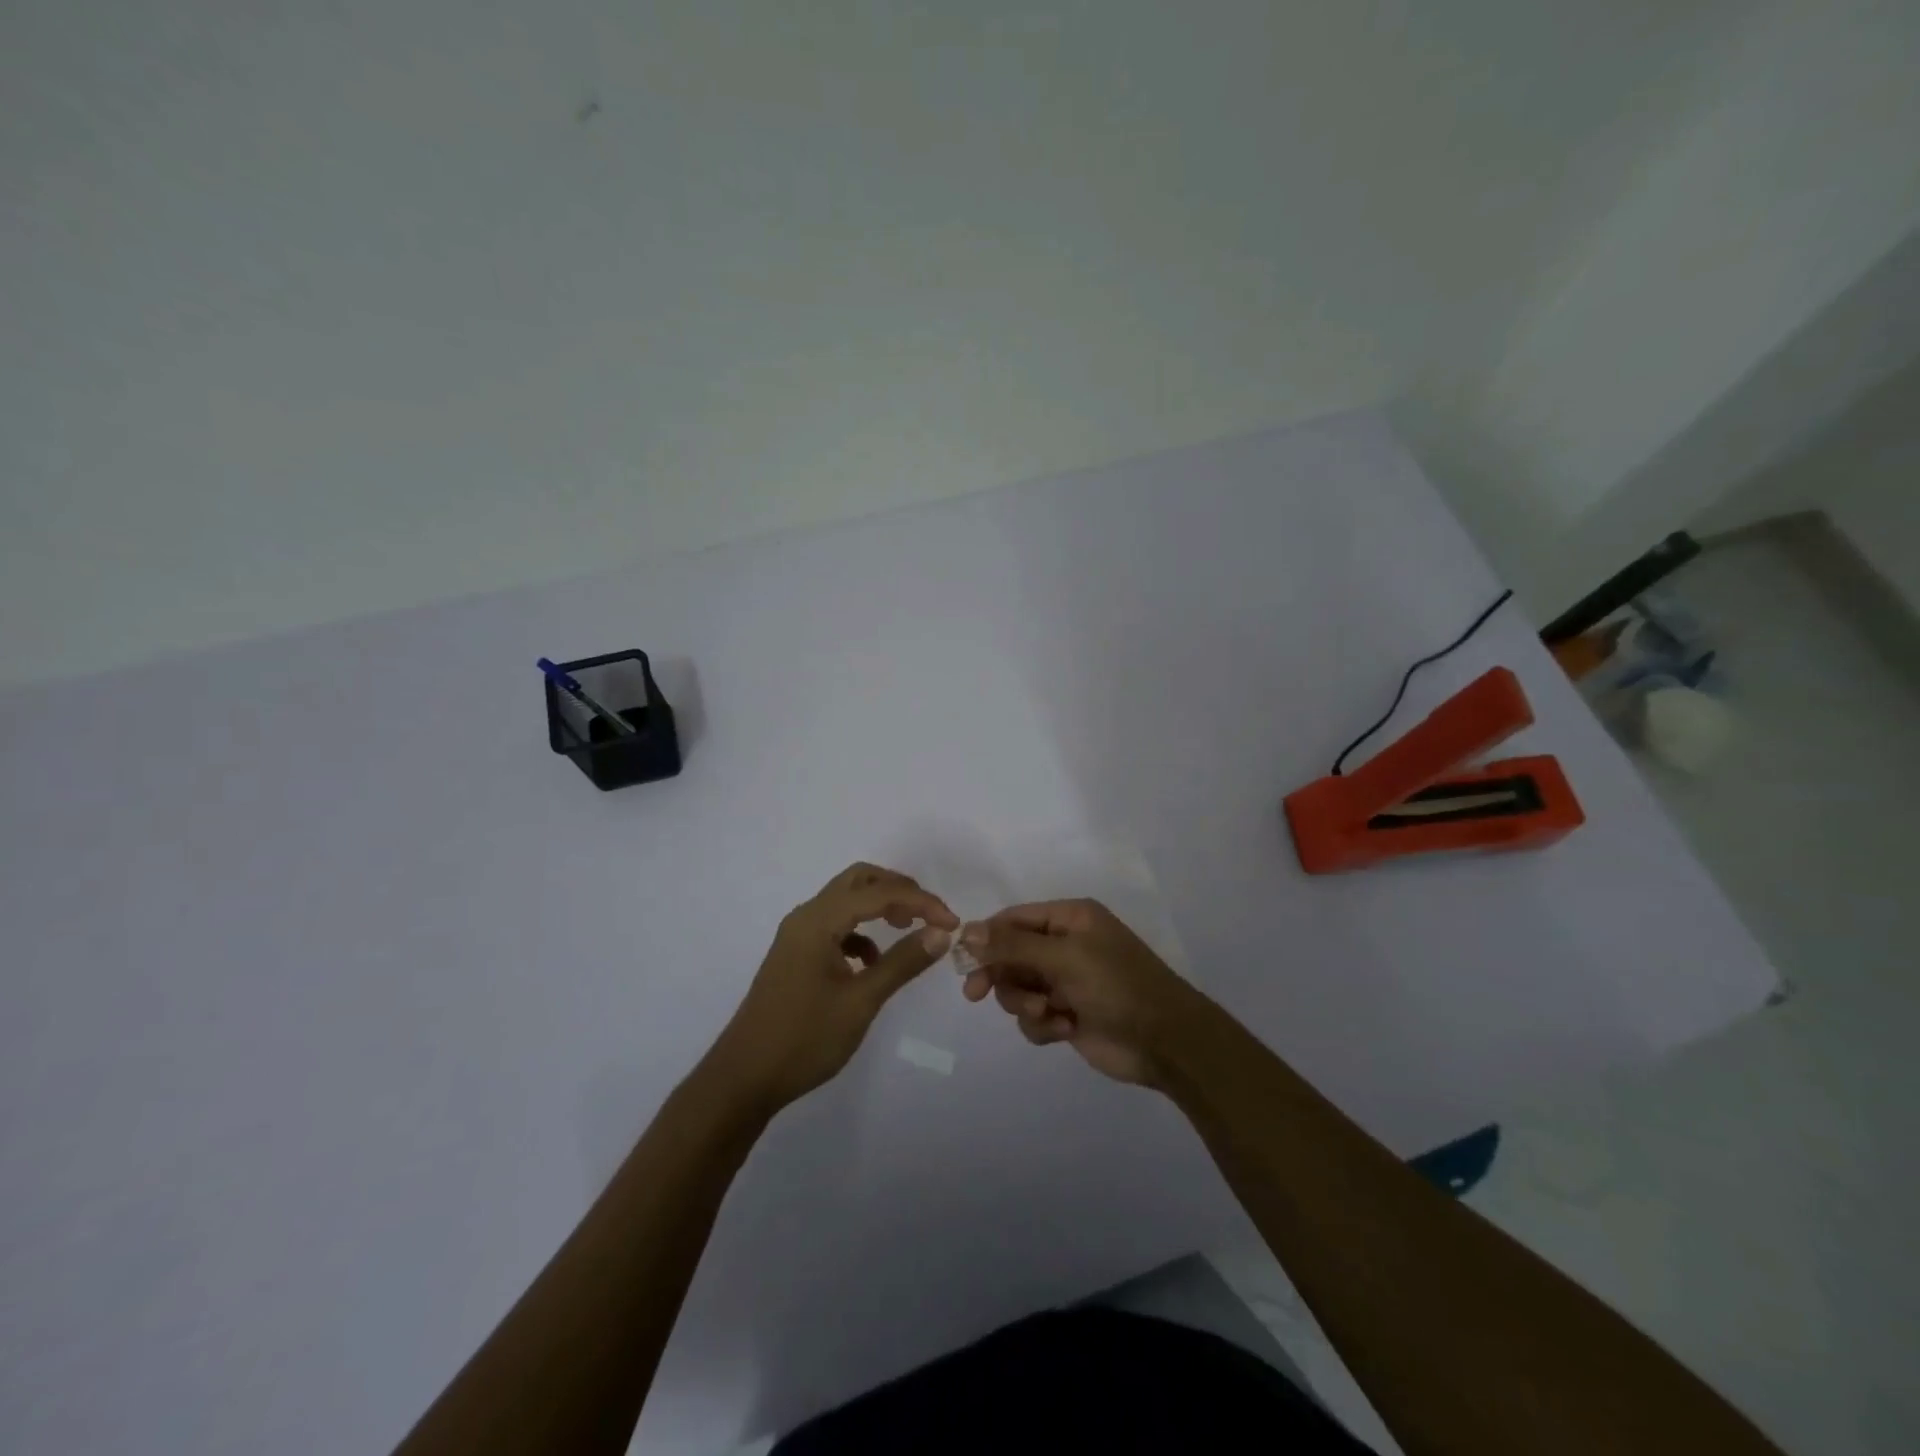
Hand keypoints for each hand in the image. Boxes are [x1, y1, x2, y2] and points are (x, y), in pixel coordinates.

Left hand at [711, 863, 958, 1113]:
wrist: (744, 1079)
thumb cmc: (804, 1038)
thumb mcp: (861, 1001)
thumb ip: (902, 963)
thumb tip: (941, 933)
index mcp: (818, 920)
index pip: (878, 893)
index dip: (920, 902)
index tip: (952, 923)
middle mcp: (805, 917)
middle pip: (859, 881)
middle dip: (899, 890)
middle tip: (930, 913)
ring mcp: (797, 936)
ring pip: (846, 901)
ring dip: (880, 907)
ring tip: (910, 930)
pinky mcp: (796, 955)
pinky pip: (836, 927)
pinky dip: (861, 933)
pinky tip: (874, 962)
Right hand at [959, 899, 1209, 1086]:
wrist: (1165, 1041)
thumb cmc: (1116, 984)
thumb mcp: (1064, 957)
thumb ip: (1013, 944)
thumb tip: (967, 930)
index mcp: (1069, 919)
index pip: (1013, 919)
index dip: (986, 938)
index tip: (963, 961)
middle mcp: (1065, 945)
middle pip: (1010, 955)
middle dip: (1001, 976)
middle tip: (977, 994)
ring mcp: (1066, 982)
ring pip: (1018, 988)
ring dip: (1024, 1003)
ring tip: (1048, 1013)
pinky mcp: (1067, 1015)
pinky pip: (1034, 1017)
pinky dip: (1042, 1024)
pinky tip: (1064, 1029)